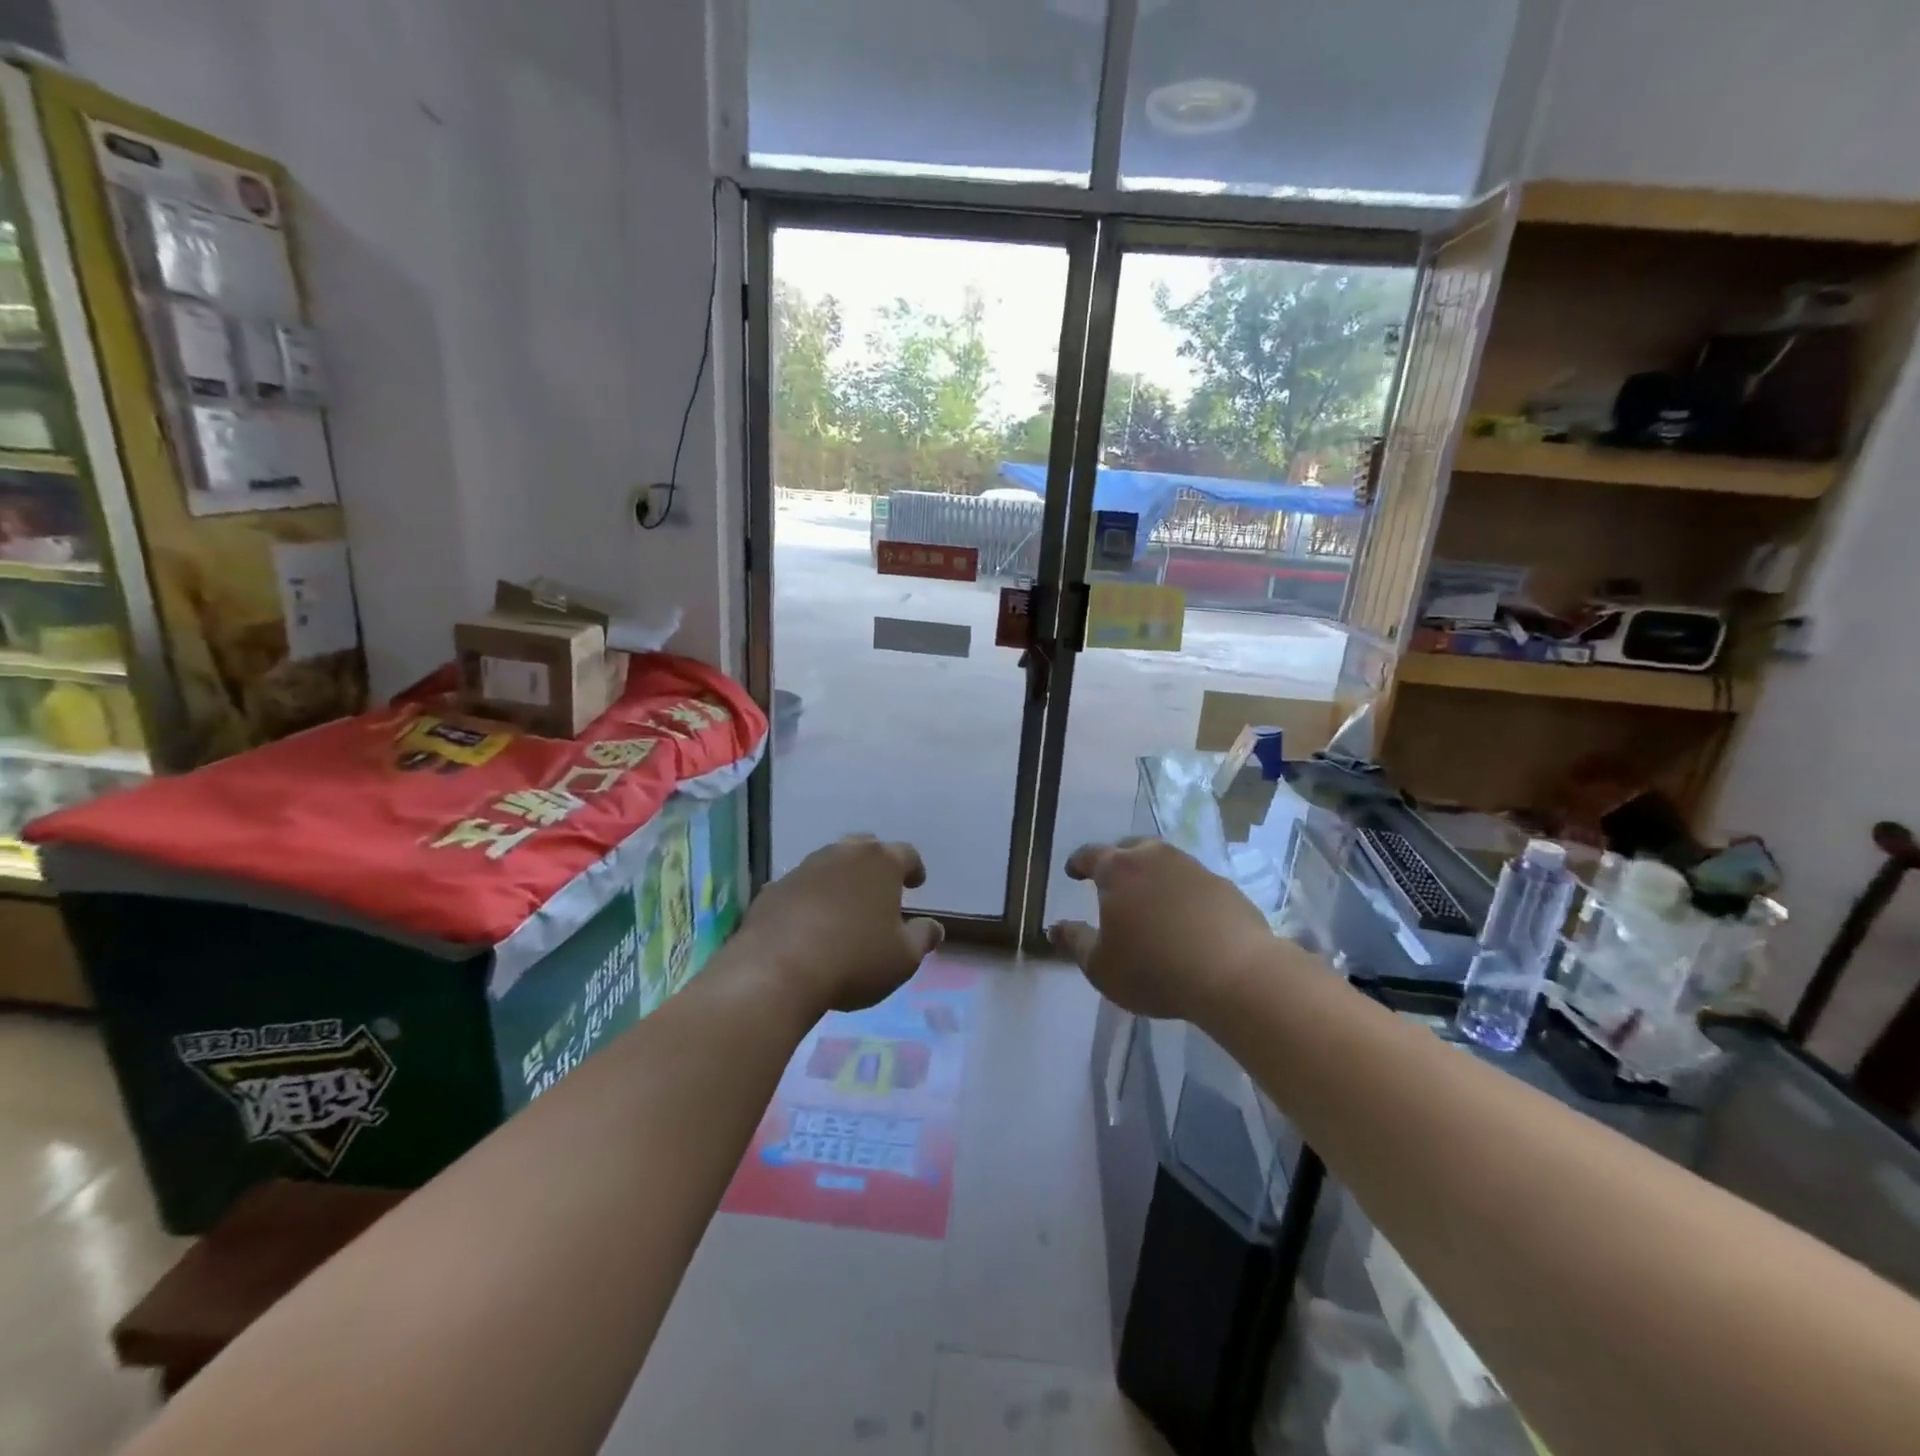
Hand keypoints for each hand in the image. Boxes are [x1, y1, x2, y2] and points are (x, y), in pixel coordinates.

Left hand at [738, 835, 943, 1013]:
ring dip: (840, 879)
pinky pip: (800, 887)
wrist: (777, 969)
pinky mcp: (774, 888)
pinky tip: (809, 923)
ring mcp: (805, 868)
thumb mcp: (903, 958)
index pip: (906, 854)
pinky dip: (810, 898)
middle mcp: (843, 854)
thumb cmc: (855, 959)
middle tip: (880, 888)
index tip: (917, 883)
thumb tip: (934, 927)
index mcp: (881, 863)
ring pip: (830, 863)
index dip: (914, 868)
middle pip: (865, 848)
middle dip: (875, 865)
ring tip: (844, 906)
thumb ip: (923, 938)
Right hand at [1049, 838, 1274, 1019]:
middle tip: (1111, 881)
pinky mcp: (1224, 886)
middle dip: (1117, 861)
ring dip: (1152, 875)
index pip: (1090, 854)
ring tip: (1149, 900)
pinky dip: (1182, 893)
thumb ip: (1075, 942)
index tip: (1072, 872)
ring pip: (1164, 862)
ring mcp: (1193, 868)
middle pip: (1130, 848)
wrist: (1235, 974)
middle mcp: (1154, 857)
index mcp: (1118, 869)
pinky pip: (1193, 882)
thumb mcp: (1100, 966)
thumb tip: (1054, 928)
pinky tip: (1185, 918)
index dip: (1078, 863)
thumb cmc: (1154, 969)